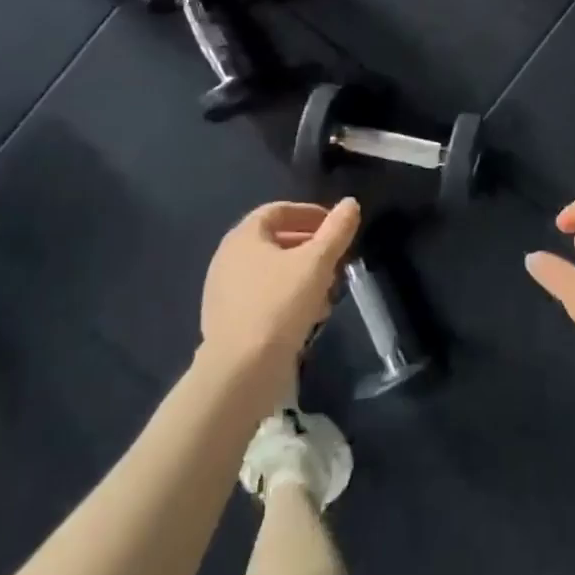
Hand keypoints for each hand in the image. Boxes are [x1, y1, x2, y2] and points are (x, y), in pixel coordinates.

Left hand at [200, 198, 360, 396]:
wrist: (241, 371)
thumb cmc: (280, 304)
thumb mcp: (317, 263)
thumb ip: (336, 230)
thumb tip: (350, 203)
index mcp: (243, 236)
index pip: (278, 211)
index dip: (310, 213)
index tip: (336, 226)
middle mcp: (228, 258)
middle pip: (275, 241)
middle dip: (310, 247)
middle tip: (336, 258)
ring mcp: (224, 292)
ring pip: (272, 272)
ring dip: (303, 275)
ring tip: (328, 291)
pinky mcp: (229, 321)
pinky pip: (263, 297)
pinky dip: (288, 298)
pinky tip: (309, 316)